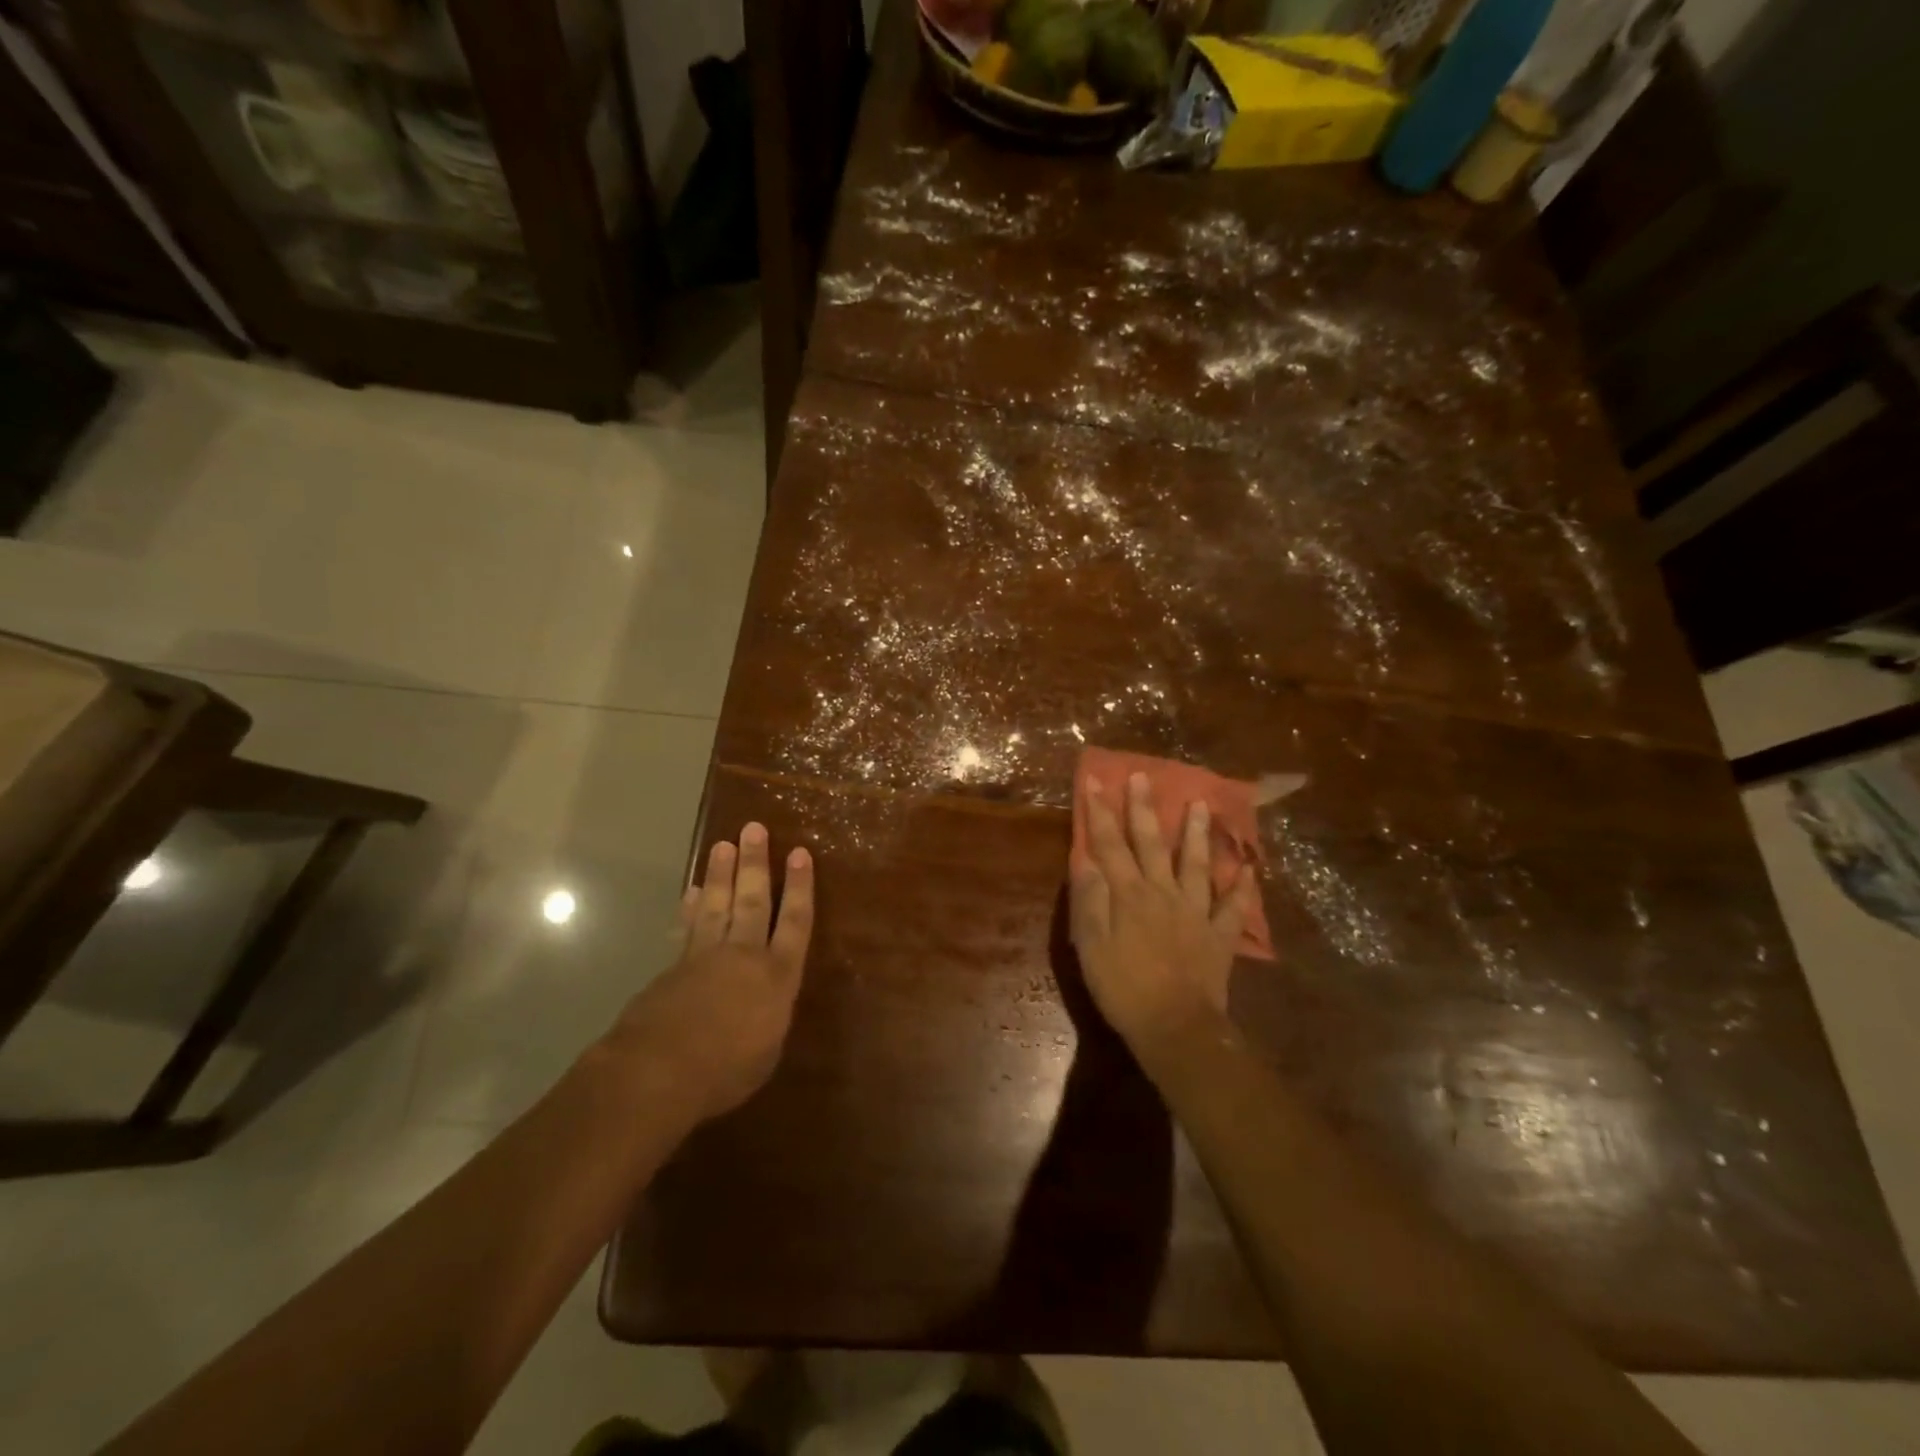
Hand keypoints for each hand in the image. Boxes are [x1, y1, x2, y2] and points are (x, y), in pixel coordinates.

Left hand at [607, 822, 814, 1121]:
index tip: (800, 853)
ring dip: (721, 874)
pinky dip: (691, 908)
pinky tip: (692, 892)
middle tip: (754, 828)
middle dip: (756, 863)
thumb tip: (762, 1007)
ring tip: (723, 844)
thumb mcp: (765, 1052)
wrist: (658, 1071)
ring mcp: (705, 957)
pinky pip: (688, 928)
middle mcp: (744, 956)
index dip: (800, 887)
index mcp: (777, 976)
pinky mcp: (673, 968)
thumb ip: (768, 1019)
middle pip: (752, 900)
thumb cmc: (726, 1070)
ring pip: (717, 905)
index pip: (795, 921)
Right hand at [1070, 772, 1257, 1056]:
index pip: (1110, 844)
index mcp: (1129, 894)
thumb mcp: (1090, 946)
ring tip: (1200, 804)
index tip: (1095, 781)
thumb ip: (1089, 900)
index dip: (1101, 812)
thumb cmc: (1124, 988)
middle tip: (1143, 776)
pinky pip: (1232, 906)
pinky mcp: (1218, 935)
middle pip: (1152, 843)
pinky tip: (1249, 868)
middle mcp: (1163, 892)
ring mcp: (1196, 912)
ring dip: (1196, 833)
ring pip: (1197, 863)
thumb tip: (1086, 859)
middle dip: (1144, 808)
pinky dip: (1242, 886)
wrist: (1176, 1028)